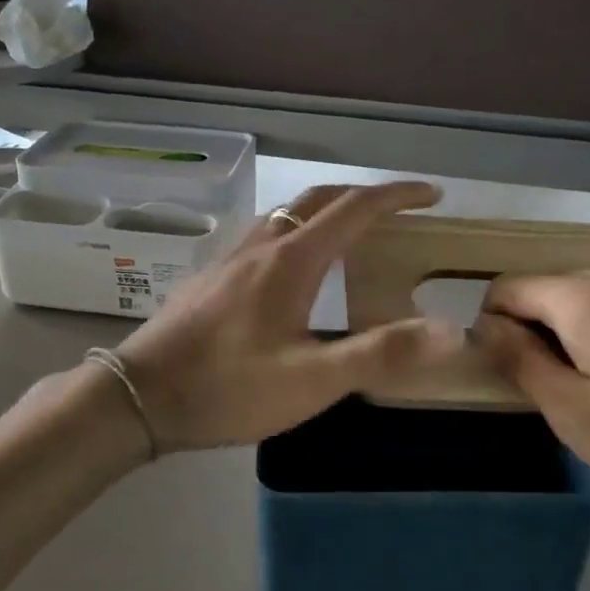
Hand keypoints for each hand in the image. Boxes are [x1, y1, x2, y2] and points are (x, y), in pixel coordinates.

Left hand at [115, 182, 461, 452]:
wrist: (138, 396)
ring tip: (352, 234)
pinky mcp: (210, 277)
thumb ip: (380, 354)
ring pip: (286, 214)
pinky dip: (296, 231)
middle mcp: (260, 246)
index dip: (397, 196)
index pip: (355, 208)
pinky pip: (264, 234)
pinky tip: (291, 268)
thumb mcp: (311, 380)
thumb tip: (451, 331)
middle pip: (318, 200)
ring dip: (326, 210)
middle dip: (363, 196)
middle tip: (398, 209)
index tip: (432, 194)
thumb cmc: (227, 388)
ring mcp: (229, 258)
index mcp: (291, 260)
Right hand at [473, 266, 589, 527]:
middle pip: (549, 289)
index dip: (494, 327)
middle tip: (560, 392)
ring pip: (588, 297)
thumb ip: (518, 360)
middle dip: (537, 331)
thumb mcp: (573, 413)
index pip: (509, 288)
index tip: (512, 376)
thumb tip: (484, 325)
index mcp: (588, 296)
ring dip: (575, 332)